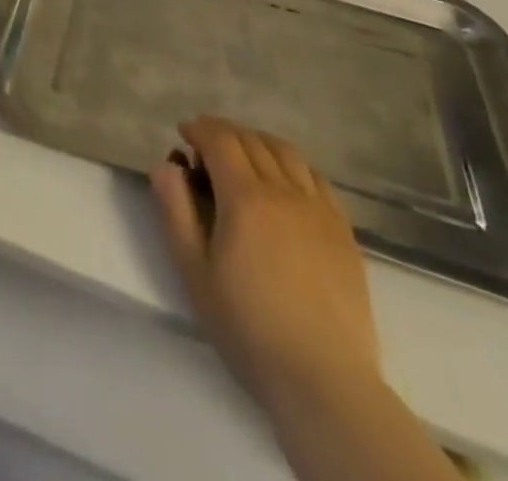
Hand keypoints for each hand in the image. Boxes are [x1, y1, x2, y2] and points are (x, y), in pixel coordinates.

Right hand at [152, 117, 379, 410]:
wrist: (323, 380)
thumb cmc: (248, 328)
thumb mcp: (194, 272)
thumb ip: (176, 211)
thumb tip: (165, 165)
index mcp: (245, 197)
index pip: (220, 140)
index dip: (199, 129)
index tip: (184, 132)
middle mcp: (283, 190)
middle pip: (251, 140)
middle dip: (224, 133)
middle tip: (206, 145)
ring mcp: (318, 208)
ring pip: (286, 152)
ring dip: (258, 141)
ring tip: (244, 153)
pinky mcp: (342, 229)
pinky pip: (315, 176)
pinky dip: (293, 163)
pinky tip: (285, 177)